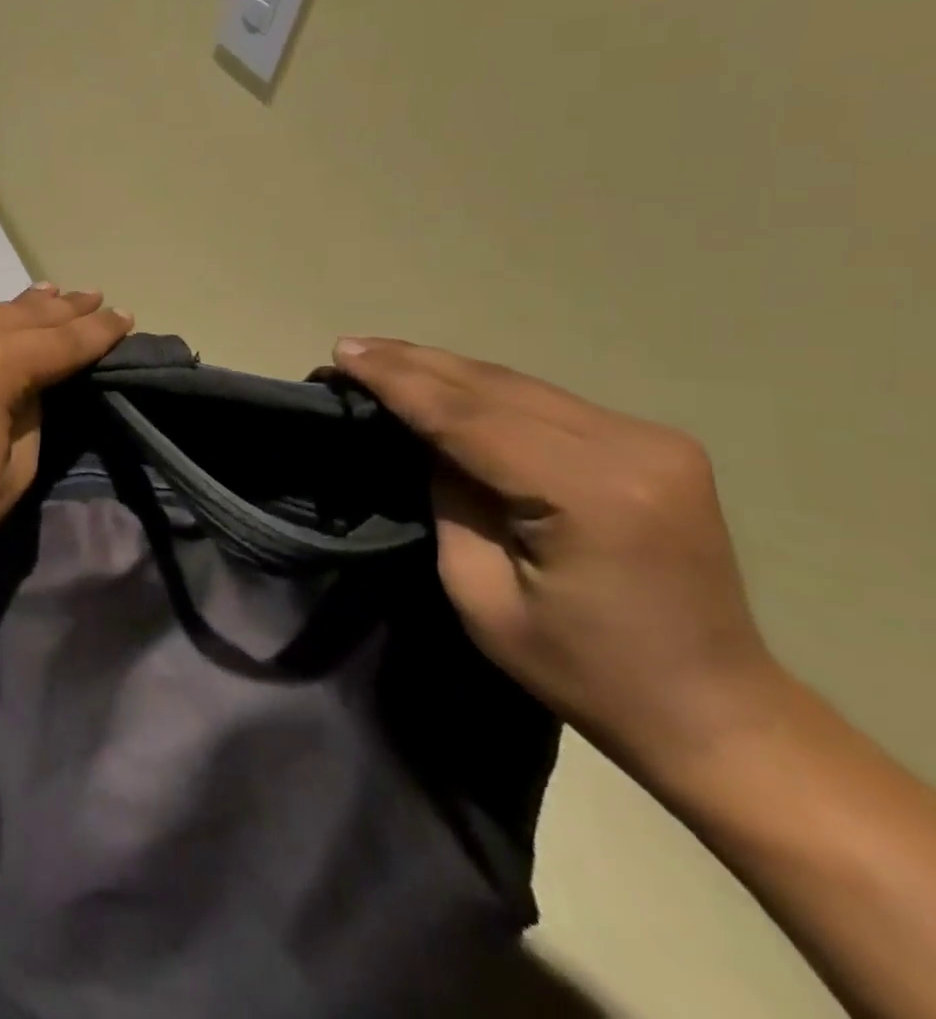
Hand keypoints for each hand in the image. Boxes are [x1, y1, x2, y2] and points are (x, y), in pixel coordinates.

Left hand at [0, 286, 133, 587]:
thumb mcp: (11, 472)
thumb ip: (30, 413)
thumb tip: (27, 384)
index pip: (59, 341)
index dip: (97, 331)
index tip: (124, 316)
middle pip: (18, 315)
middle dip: (60, 308)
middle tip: (92, 296)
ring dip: (13, 312)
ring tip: (46, 297)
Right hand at [333, 337, 780, 784]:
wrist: (714, 709)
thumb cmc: (583, 670)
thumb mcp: (482, 593)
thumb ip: (449, 501)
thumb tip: (422, 439)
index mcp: (591, 494)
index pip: (469, 417)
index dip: (399, 382)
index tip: (344, 353)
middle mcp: (632, 447)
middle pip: (496, 387)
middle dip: (415, 364)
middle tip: (351, 347)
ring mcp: (652, 439)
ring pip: (519, 384)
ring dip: (446, 370)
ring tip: (382, 357)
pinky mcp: (653, 442)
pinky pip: (545, 400)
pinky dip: (484, 389)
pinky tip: (443, 382)